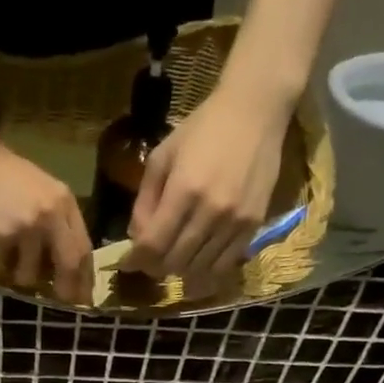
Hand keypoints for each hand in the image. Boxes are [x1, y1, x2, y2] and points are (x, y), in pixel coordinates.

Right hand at [0, 124, 93, 303]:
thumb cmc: (2, 175)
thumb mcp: (40, 192)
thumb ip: (56, 223)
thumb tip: (66, 268)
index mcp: (64, 203)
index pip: (84, 248)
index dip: (85, 277)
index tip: (83, 297)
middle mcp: (51, 214)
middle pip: (69, 264)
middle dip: (66, 289)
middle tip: (61, 302)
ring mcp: (27, 226)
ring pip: (32, 273)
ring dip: (20, 275)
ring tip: (9, 259)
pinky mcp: (2, 235)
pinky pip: (2, 268)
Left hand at [124, 78, 291, 284]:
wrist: (256, 111)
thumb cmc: (203, 128)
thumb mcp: (163, 157)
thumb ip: (145, 201)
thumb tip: (136, 238)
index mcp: (184, 190)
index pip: (153, 244)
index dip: (136, 260)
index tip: (128, 263)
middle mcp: (211, 211)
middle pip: (174, 262)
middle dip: (155, 267)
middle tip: (150, 260)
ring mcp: (234, 222)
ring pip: (198, 269)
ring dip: (180, 271)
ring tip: (173, 260)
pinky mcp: (252, 226)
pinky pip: (224, 265)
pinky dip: (206, 271)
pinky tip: (197, 263)